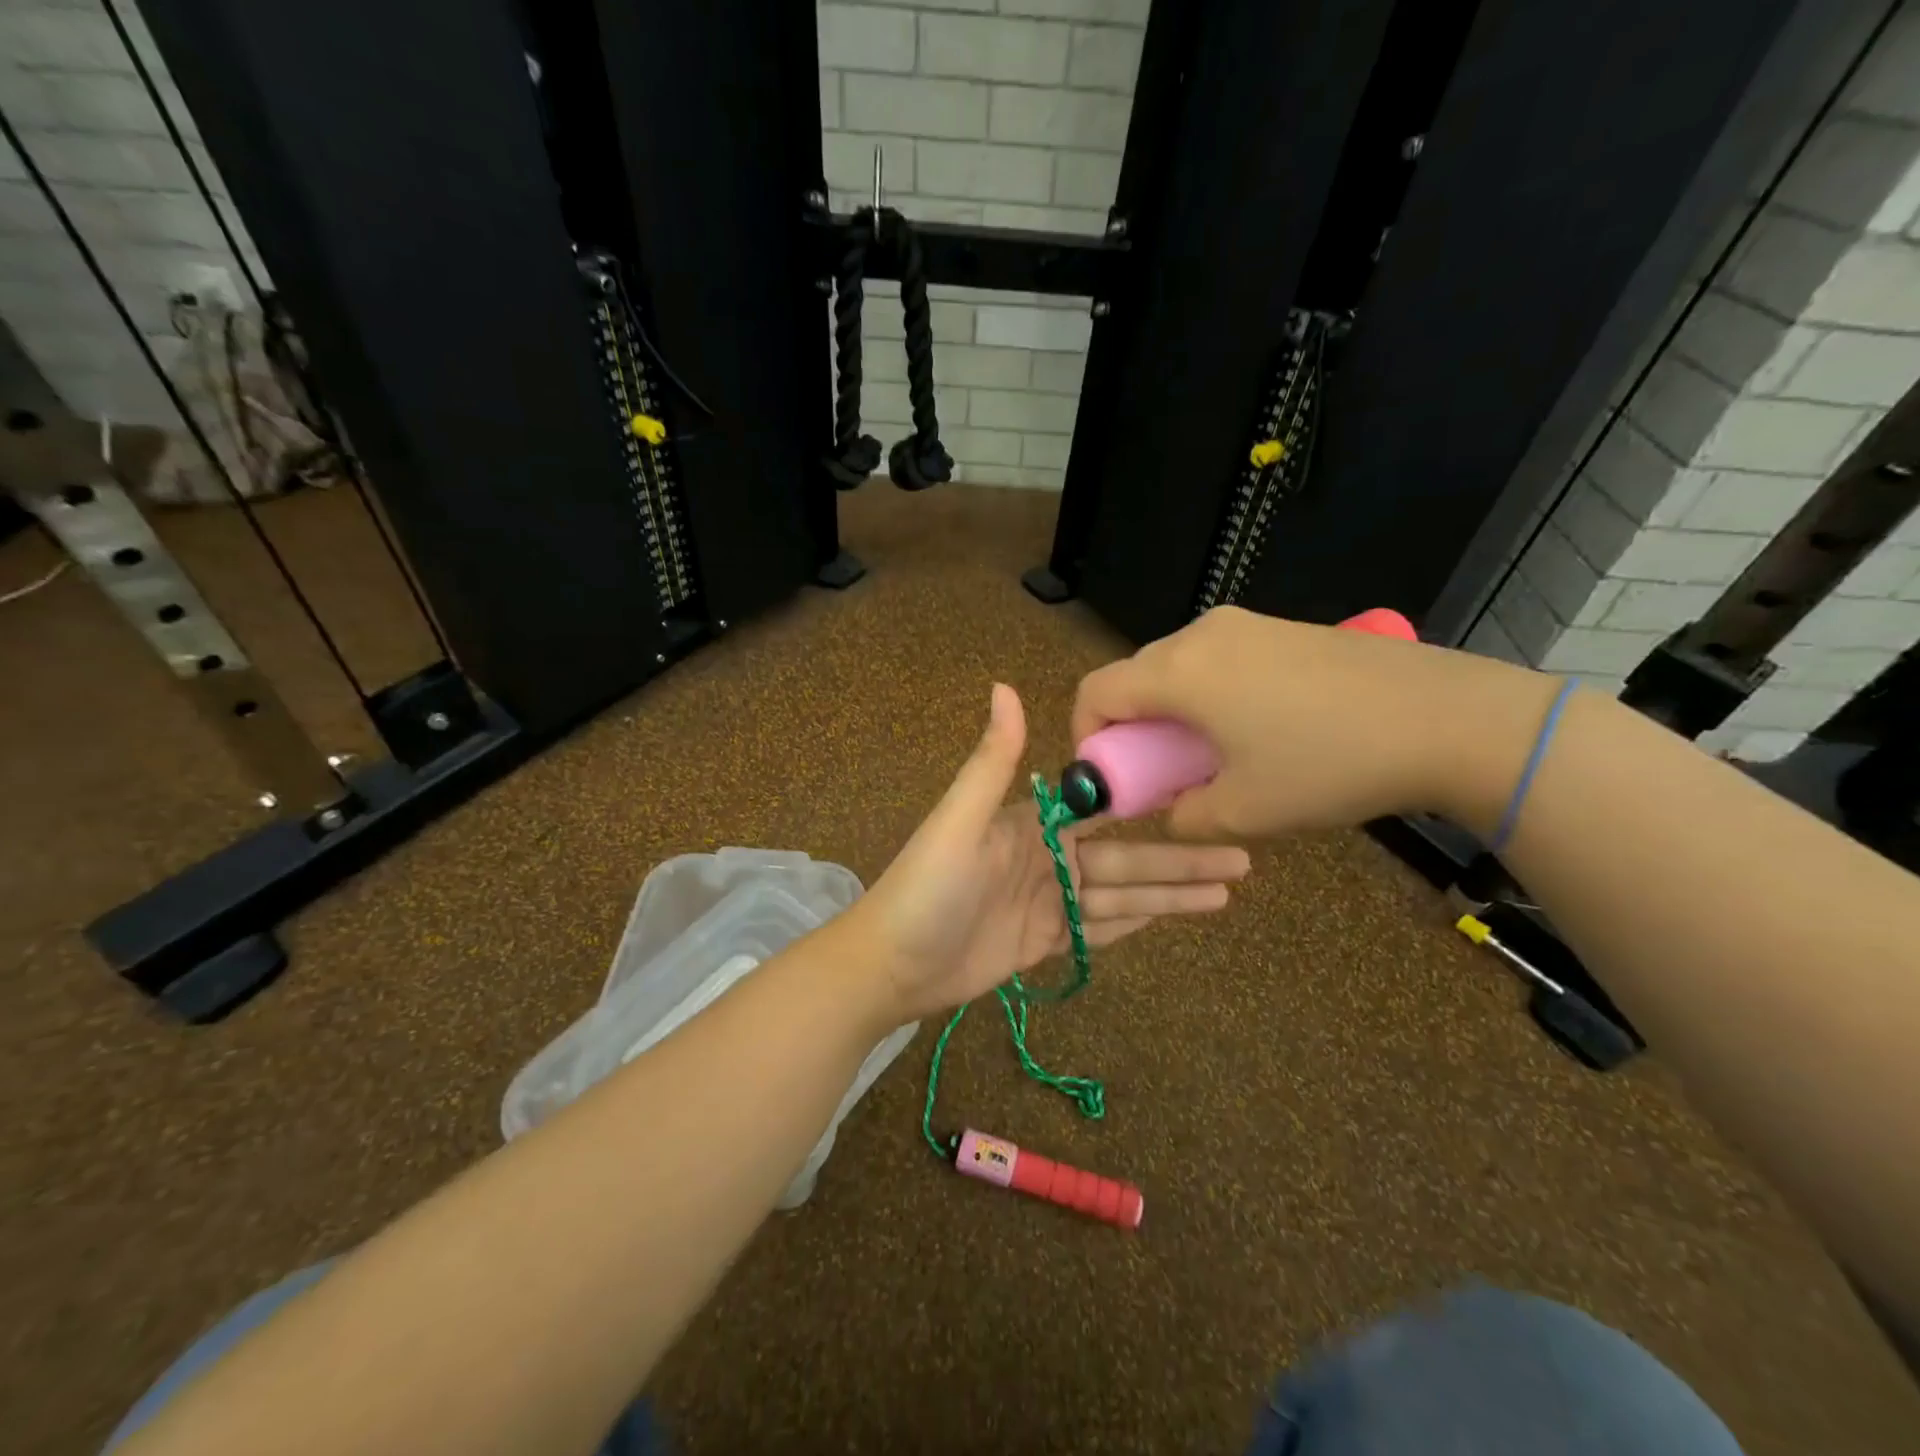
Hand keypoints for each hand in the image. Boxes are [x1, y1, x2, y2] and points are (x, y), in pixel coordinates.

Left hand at [857, 684, 1249, 1022]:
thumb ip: (993, 761)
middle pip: (1126, 858)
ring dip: (1172, 894)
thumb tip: (1005, 686)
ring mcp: (1047, 903)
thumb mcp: (959, 820)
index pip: (1104, 809)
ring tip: (1228, 893)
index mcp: (1032, 824)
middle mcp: (1047, 858)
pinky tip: (1174, 916)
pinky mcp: (1042, 942)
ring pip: (1121, 896)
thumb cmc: (926, 887)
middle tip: (1244, 859)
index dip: (1152, 802)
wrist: (890, 964)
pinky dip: (1134, 923)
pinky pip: (1097, 930)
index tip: (1202, 792)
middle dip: (1182, 859)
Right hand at [1070, 606, 1556, 839]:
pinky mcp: (1283, 629)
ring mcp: (1246, 625)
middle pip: (1134, 676)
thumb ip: (1182, 816)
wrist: (1447, 718)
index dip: (1087, 737)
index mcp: (1179, 672)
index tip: (1114, 777)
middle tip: (1163, 775)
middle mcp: (1202, 635)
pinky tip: (1257, 730)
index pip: (1096, 691)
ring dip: (1173, 713)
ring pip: (1177, 668)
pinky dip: (1210, 696)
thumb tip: (1170, 809)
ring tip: (1214, 756)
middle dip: (1133, 729)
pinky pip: (1219, 660)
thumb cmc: (1329, 765)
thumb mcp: (1244, 812)